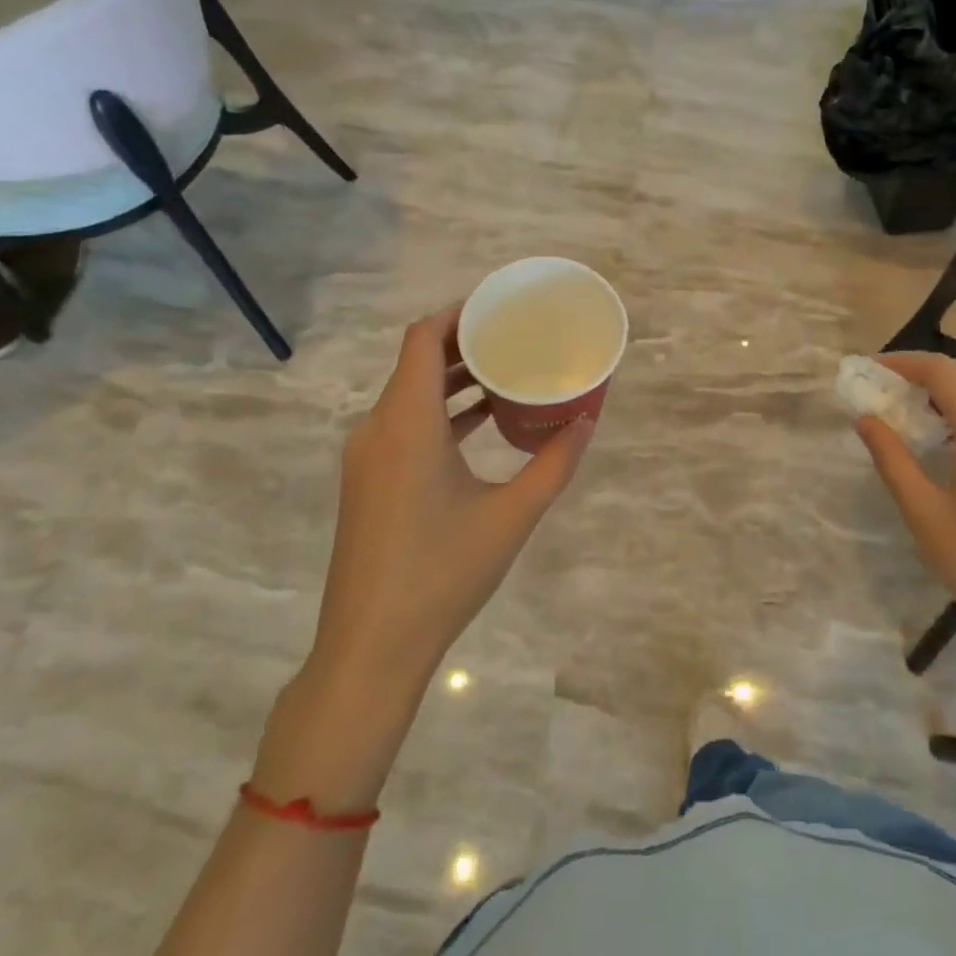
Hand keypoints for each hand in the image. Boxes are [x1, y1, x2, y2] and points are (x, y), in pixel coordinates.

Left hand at [310, 302, 595, 685]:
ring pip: (410, 395)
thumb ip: (554, 463)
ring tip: (505, 372)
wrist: (371, 648)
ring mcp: (368, 458)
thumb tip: (587, 420)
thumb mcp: (511, 516)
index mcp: (407, 424)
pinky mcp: (368, 482)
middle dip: (464, 343)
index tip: (498, 307)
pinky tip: (480, 424)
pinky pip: (404, 425)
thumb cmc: (442, 574)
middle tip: (514, 336)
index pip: (422, 339)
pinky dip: (440, 412)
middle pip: (416, 362)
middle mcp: (378, 429)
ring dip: (453, 379)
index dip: (457, 313)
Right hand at [855, 353, 955, 674]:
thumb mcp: (923, 513)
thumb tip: (865, 418)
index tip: (872, 369)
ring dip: (953, 384)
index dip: (904, 362)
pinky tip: (952, 429)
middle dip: (927, 370)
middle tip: (889, 386)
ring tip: (915, 404)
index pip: (944, 373)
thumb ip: (891, 457)